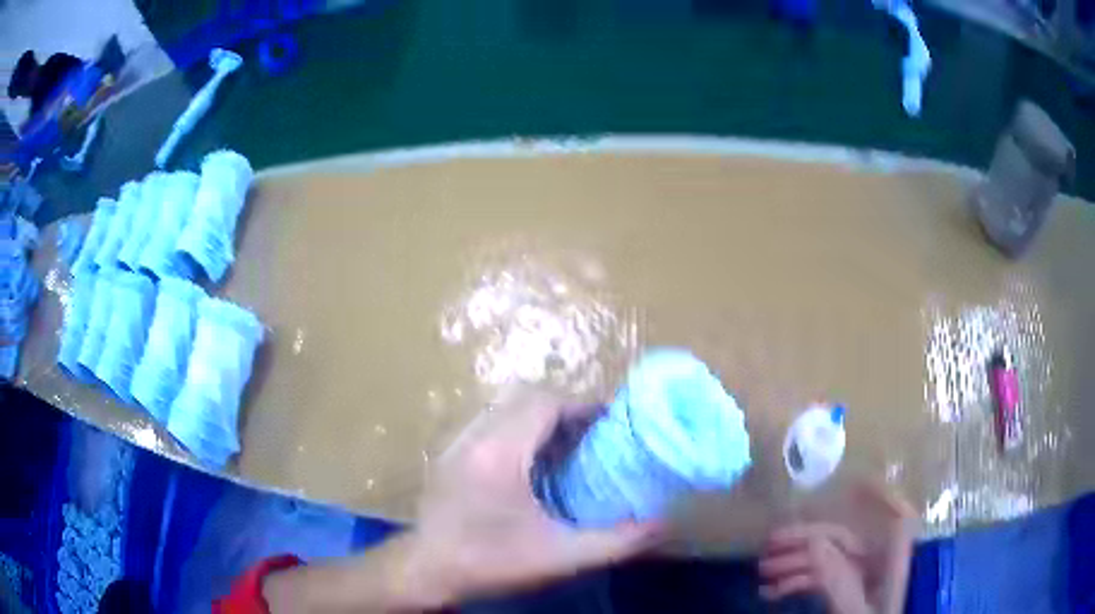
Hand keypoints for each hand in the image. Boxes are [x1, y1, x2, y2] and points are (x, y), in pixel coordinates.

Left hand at [408, 393, 664, 602]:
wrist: (427, 569)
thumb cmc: (490, 562)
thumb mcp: (559, 557)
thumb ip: (615, 542)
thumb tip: (661, 525)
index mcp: (500, 453)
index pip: (544, 403)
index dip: (581, 405)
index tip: (610, 421)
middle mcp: (474, 437)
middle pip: (523, 397)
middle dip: (563, 408)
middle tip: (591, 434)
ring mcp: (456, 443)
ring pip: (503, 407)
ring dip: (537, 417)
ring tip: (565, 446)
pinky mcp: (448, 454)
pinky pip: (488, 423)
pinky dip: (515, 428)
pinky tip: (529, 464)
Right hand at [758, 482, 915, 613]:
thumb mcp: (854, 610)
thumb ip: (837, 579)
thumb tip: (814, 543)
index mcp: (890, 561)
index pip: (896, 518)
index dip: (881, 495)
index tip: (854, 482)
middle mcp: (875, 563)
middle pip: (841, 538)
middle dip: (804, 538)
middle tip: (769, 543)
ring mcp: (857, 579)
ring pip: (824, 559)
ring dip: (792, 562)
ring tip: (762, 571)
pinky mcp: (843, 593)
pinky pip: (818, 580)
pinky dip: (795, 582)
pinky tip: (771, 591)